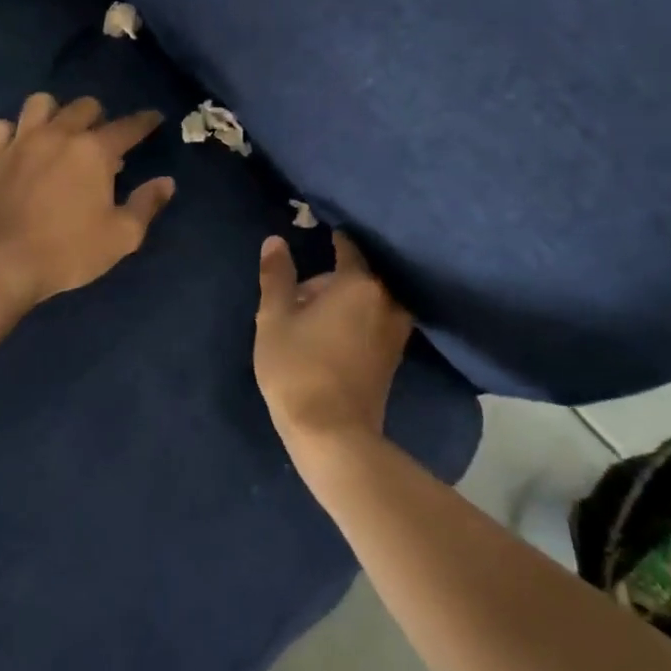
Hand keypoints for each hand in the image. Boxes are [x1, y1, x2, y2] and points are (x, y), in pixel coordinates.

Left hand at [0, 93, 176, 308]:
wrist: (3, 264)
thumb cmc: (69, 251)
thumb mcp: (122, 236)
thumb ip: (146, 204)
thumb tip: (166, 182)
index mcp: (95, 151)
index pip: (128, 127)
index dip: (145, 121)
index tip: (154, 118)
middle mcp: (59, 135)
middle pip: (84, 106)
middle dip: (100, 117)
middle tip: (103, 142)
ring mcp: (22, 142)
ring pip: (40, 103)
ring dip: (55, 113)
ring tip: (60, 134)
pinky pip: (1, 126)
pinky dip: (12, 131)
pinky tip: (20, 147)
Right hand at [254, 231, 413, 460]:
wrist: (332, 434)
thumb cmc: (298, 368)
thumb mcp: (274, 318)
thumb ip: (276, 276)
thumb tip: (275, 241)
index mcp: (359, 284)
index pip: (348, 248)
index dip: (331, 240)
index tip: (317, 236)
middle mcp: (387, 301)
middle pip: (357, 277)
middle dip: (329, 281)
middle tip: (296, 298)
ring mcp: (396, 331)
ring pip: (367, 301)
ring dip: (343, 303)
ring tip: (312, 318)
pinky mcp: (394, 357)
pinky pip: (374, 322)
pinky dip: (356, 321)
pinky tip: (331, 336)